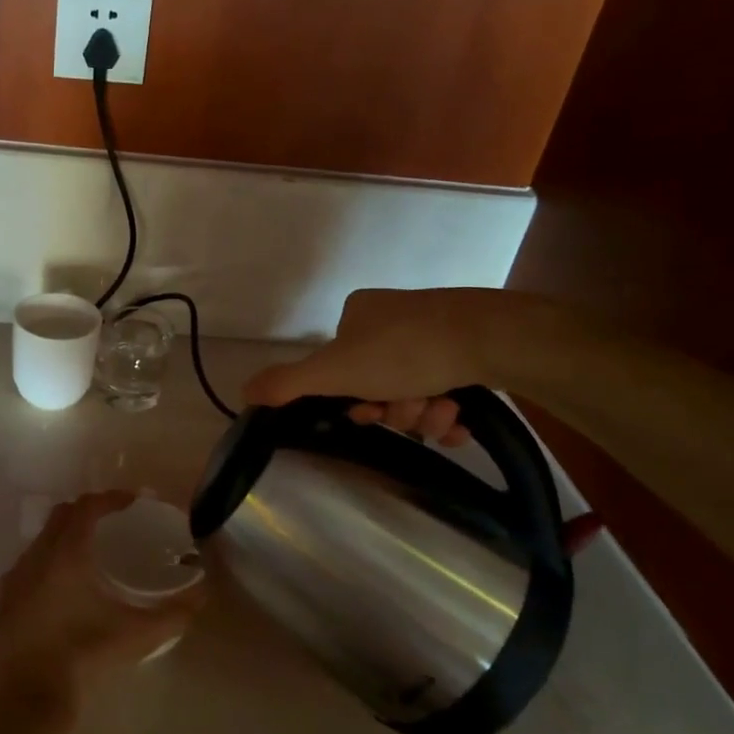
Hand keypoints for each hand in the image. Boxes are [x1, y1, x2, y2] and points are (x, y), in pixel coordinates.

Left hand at [0, 491, 202, 717]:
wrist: (26, 700)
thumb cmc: (83, 657)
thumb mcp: (136, 636)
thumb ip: (173, 615)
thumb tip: (201, 596)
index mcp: (67, 554)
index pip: (87, 507)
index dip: (111, 498)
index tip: (131, 501)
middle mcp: (35, 556)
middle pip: (61, 516)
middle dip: (86, 511)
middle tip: (111, 522)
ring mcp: (12, 579)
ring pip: (40, 542)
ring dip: (63, 538)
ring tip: (87, 556)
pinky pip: (23, 569)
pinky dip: (43, 566)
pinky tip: (57, 591)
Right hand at [242, 287, 542, 442]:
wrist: (492, 337)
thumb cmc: (405, 350)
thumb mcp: (335, 370)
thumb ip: (287, 383)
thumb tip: (242, 392)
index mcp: (358, 314)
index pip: (341, 370)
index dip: (353, 400)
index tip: (370, 411)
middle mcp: (393, 318)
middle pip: (379, 384)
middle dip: (395, 409)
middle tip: (412, 410)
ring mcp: (434, 331)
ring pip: (415, 392)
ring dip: (424, 414)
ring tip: (444, 411)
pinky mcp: (470, 347)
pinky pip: (446, 390)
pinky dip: (449, 411)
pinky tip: (461, 419)